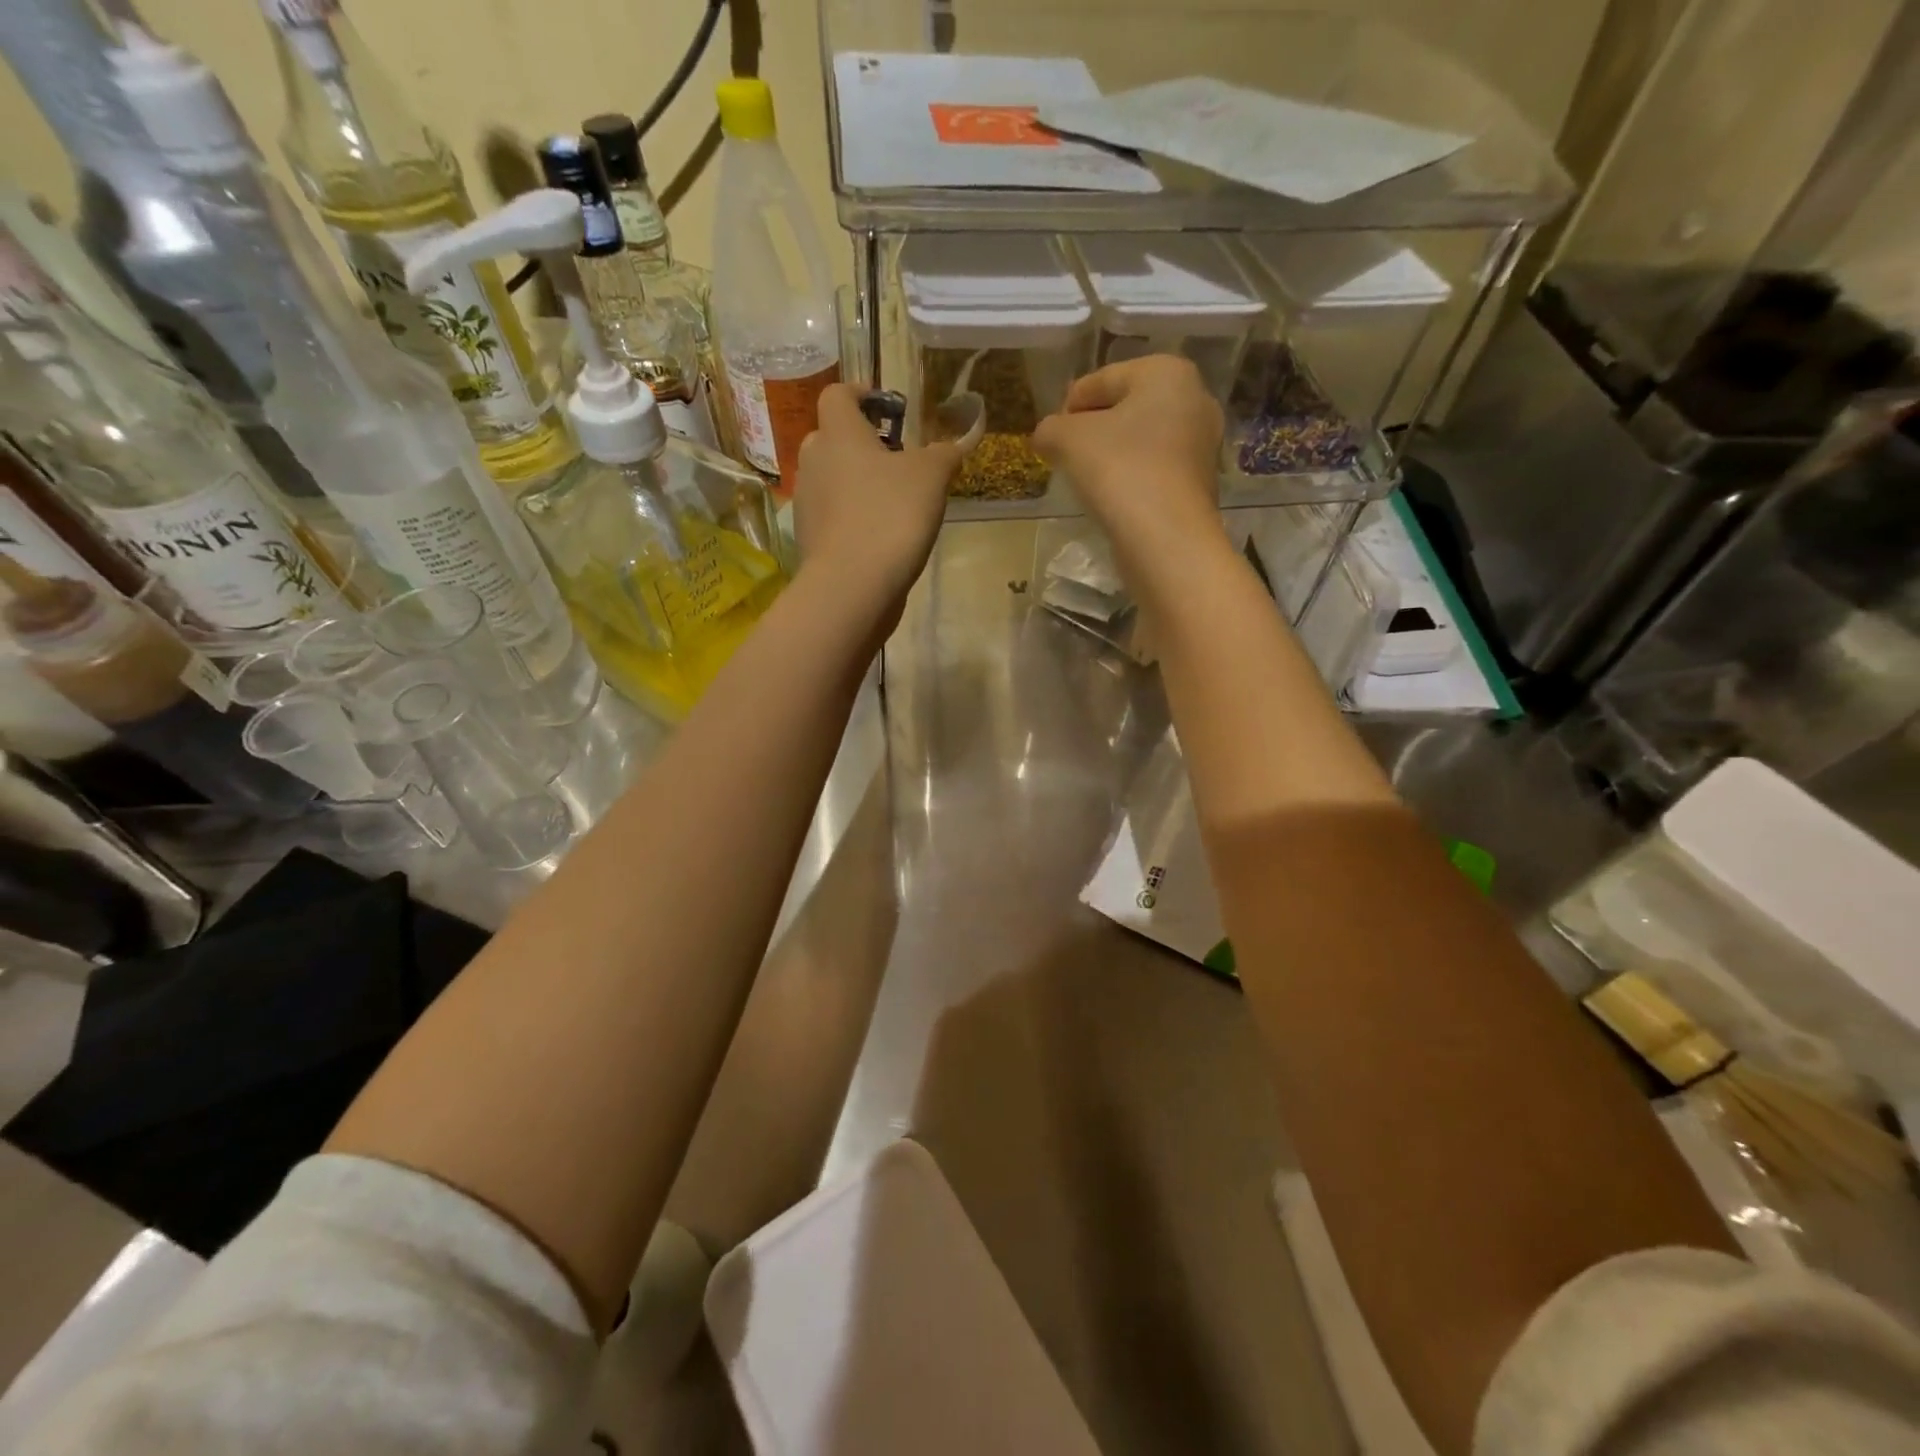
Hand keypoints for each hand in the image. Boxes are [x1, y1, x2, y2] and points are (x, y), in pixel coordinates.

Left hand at [793, 384, 958, 611]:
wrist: (853, 586)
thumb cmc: (891, 515)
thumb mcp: (931, 477)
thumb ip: (944, 454)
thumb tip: (955, 444)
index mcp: (838, 434)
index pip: (838, 395)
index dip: (861, 394)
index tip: (887, 407)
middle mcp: (814, 461)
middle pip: (833, 438)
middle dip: (862, 444)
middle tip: (896, 460)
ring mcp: (807, 502)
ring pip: (832, 479)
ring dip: (857, 482)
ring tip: (892, 502)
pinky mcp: (810, 539)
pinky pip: (832, 515)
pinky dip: (852, 517)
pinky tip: (879, 536)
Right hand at [1033, 355, 1229, 577]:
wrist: (1166, 537)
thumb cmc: (1119, 470)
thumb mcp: (1067, 439)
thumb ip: (1050, 428)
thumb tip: (1046, 436)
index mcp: (1167, 372)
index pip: (1101, 380)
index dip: (1068, 406)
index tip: (1050, 437)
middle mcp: (1195, 398)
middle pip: (1126, 408)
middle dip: (1093, 429)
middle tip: (1066, 456)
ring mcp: (1203, 443)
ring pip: (1142, 440)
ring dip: (1112, 455)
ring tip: (1086, 479)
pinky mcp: (1201, 482)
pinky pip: (1155, 469)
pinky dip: (1132, 477)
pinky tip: (1113, 498)